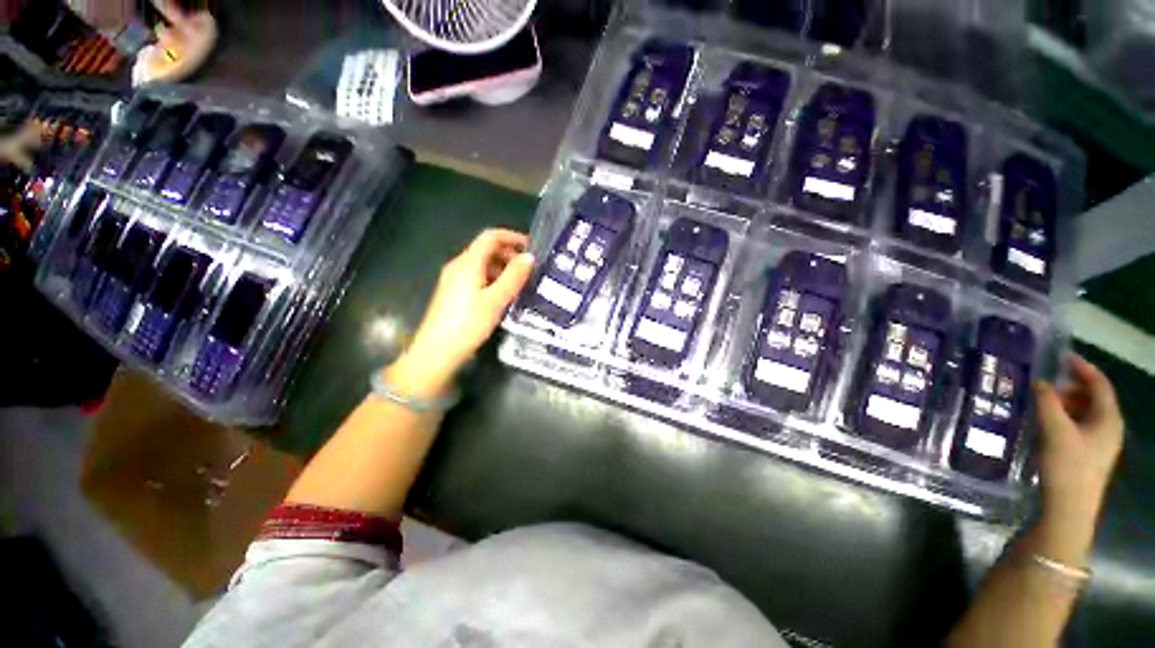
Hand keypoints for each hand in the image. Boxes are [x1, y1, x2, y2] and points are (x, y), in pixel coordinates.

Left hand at [388, 229, 532, 397]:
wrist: (436, 352)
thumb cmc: (468, 324)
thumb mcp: (496, 300)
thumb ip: (514, 277)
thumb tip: (529, 257)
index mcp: (467, 263)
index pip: (490, 237)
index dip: (511, 237)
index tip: (531, 246)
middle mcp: (458, 266)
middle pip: (486, 250)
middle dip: (509, 255)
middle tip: (529, 269)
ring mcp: (454, 280)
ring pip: (482, 265)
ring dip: (502, 269)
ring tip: (521, 284)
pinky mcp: (453, 294)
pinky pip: (477, 278)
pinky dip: (493, 280)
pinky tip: (504, 296)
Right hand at [1034, 354, 1123, 524]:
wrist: (1069, 509)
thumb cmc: (1067, 466)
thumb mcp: (1054, 431)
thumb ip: (1047, 402)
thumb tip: (1039, 381)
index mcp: (1108, 419)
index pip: (1100, 384)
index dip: (1083, 368)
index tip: (1062, 357)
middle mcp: (1109, 428)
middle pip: (1094, 398)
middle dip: (1071, 387)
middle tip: (1046, 383)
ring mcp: (1100, 444)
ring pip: (1086, 414)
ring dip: (1066, 404)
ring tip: (1042, 403)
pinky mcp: (1089, 455)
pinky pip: (1080, 427)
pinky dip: (1065, 419)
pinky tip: (1047, 424)